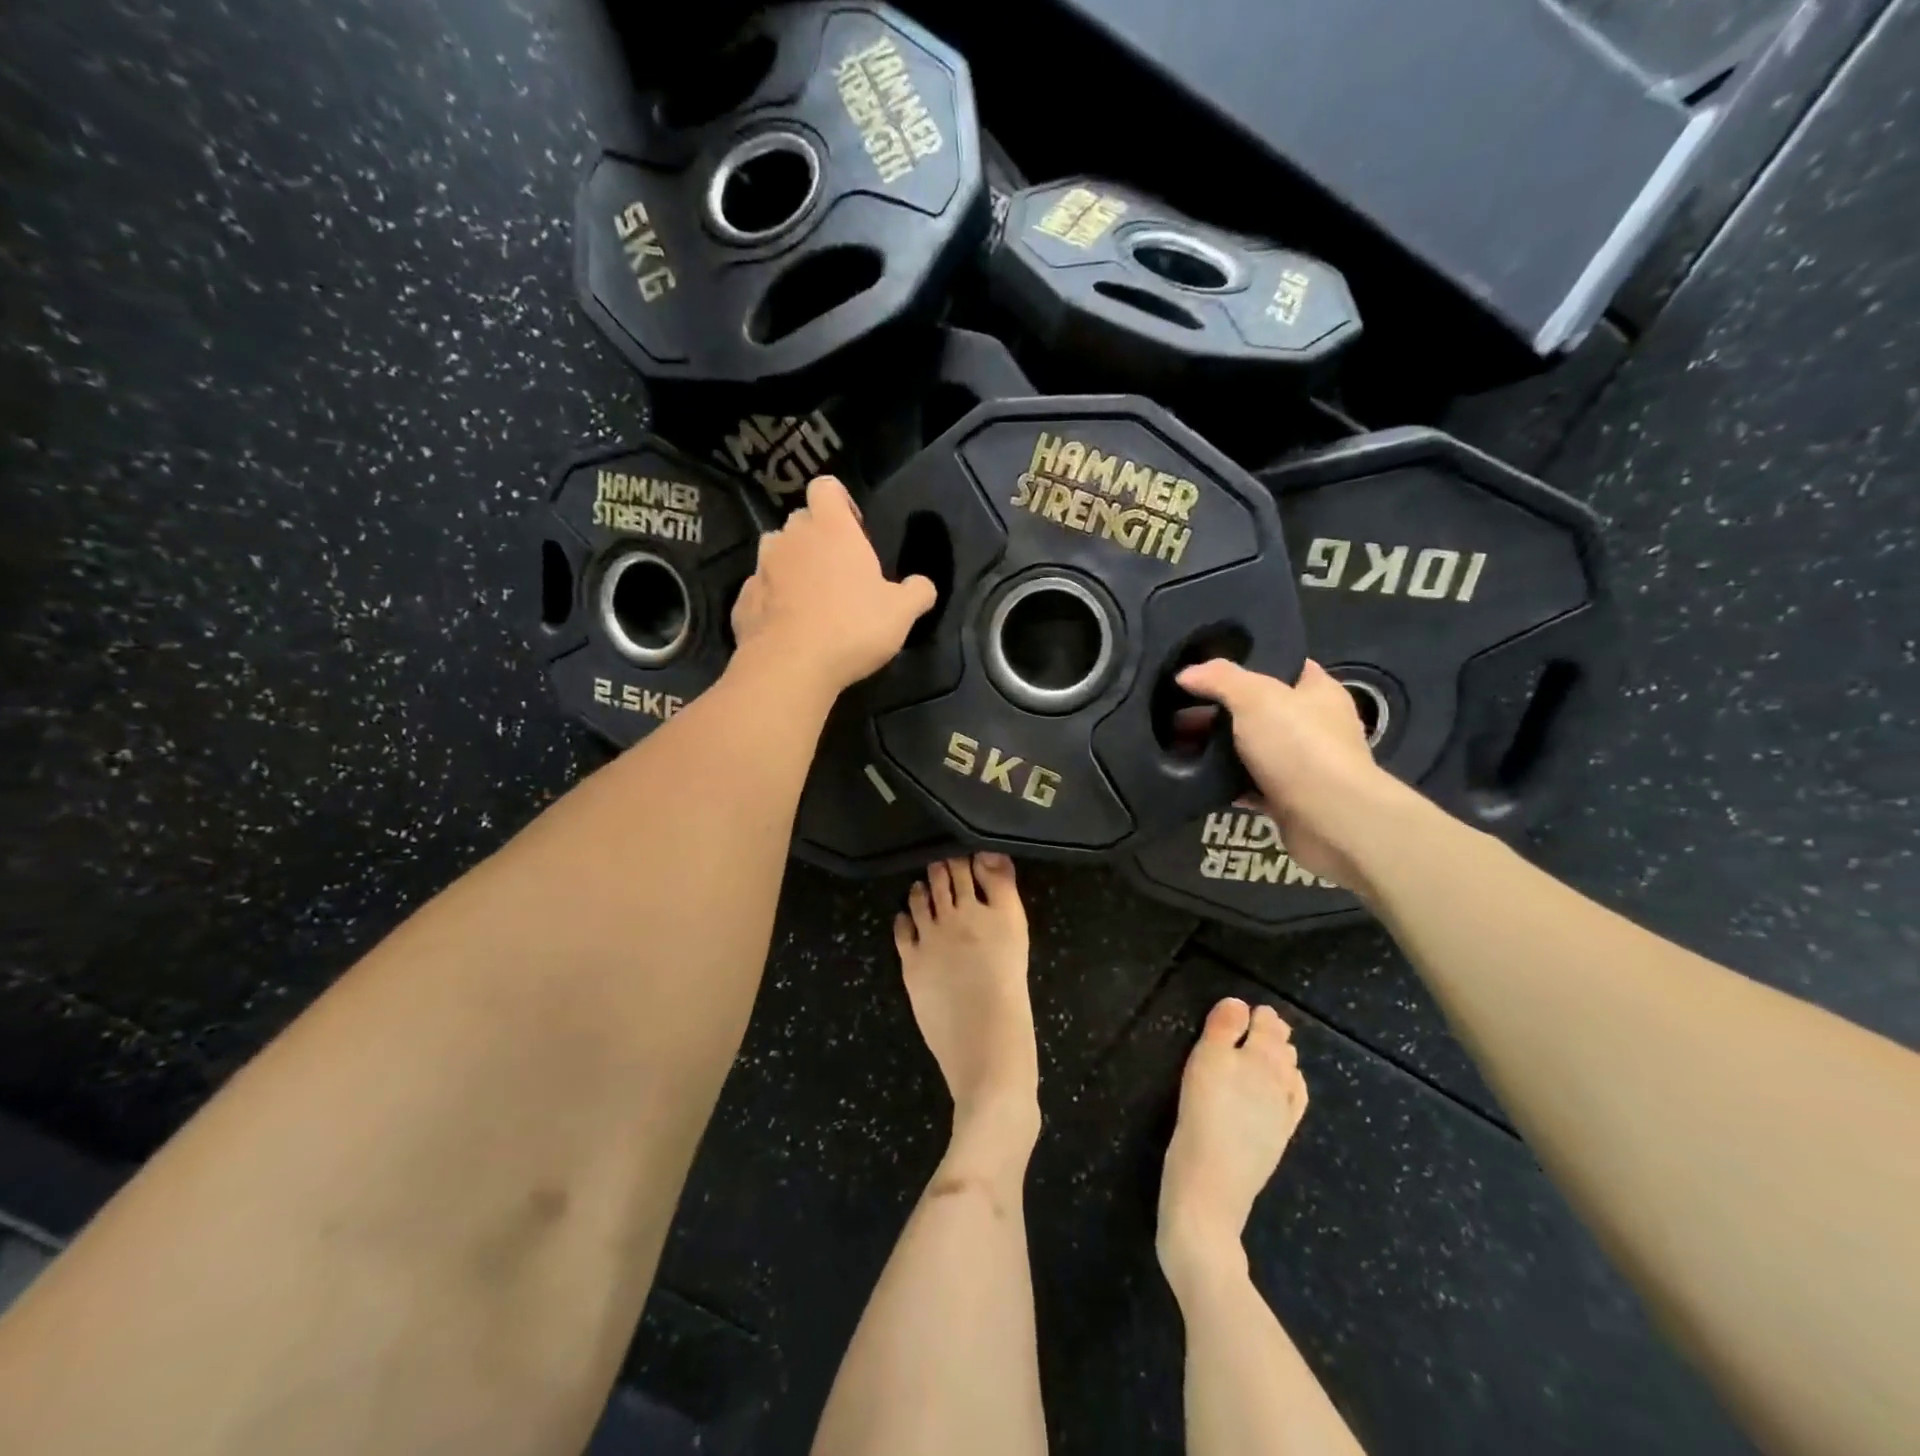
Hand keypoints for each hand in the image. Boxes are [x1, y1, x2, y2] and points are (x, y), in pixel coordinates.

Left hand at [730, 476, 936, 692]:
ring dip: (792, 565)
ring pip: (776, 552)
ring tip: (811, 597)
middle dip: (818, 537)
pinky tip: (789, 625)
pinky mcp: (743, 600)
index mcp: (831, 529)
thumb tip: (923, 586)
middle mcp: (791, 538)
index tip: (855, 529)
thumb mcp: (902, 613)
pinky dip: (773, 599)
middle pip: (801, 520)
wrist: (790, 666)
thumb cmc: (852, 628)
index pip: (826, 487)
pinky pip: (761, 589)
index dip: (841, 501)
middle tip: (839, 571)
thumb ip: (917, 592)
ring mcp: (761, 568)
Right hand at [1176, 658, 1408, 890]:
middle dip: (1221, 710)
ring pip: (1251, 749)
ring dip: (1219, 749)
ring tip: (1178, 742)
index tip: (1207, 670)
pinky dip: (1225, 783)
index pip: (1283, 666)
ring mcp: (1302, 765)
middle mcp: (1314, 726)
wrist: (1330, 820)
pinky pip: (1248, 785)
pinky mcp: (1288, 800)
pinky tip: (1196, 777)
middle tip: (1179, 709)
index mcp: (1318, 692)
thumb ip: (1220, 679)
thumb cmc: (1300, 746)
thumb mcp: (1255, 697)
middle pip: (1260, 710)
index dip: (1247, 664)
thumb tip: (1186, 674)